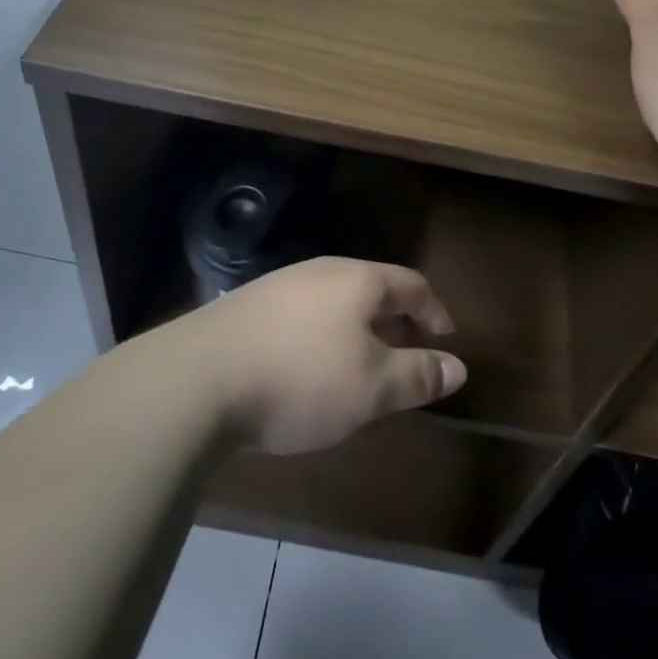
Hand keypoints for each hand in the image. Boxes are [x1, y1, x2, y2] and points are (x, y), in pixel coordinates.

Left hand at [174, 257, 467, 454]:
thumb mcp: (372, 387)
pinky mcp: (248, 307)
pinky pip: (302, 314)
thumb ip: (418, 375)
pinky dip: (323, 336)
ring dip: (358, 329)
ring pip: (335, 301)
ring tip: (361, 366)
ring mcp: (280, 285)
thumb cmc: (302, 378)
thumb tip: (459, 368)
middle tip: (407, 355)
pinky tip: (309, 368)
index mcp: (358, 280)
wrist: (198, 378)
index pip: (412, 284)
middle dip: (396, 321)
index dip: (434, 311)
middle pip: (372, 288)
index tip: (445, 340)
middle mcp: (321, 271)